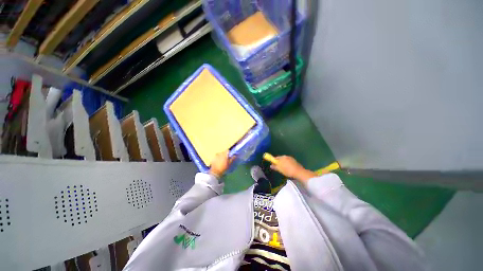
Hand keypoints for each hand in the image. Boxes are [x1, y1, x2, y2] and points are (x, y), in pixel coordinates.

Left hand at [209, 150, 234, 177]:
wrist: (215, 173)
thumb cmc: (223, 168)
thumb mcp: (229, 164)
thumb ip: (232, 159)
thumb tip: (235, 155)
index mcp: (224, 154)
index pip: (227, 151)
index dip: (229, 153)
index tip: (229, 156)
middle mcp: (219, 154)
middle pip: (223, 152)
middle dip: (224, 155)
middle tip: (226, 160)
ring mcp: (215, 156)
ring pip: (219, 155)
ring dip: (221, 157)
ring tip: (221, 162)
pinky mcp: (212, 159)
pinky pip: (216, 158)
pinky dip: (217, 159)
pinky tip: (218, 163)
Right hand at [270, 156, 316, 183]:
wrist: (299, 172)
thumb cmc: (288, 170)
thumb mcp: (280, 169)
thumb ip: (275, 167)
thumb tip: (271, 165)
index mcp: (282, 157)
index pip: (276, 158)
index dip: (273, 161)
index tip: (273, 164)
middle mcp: (286, 156)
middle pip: (280, 158)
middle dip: (278, 162)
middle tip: (278, 167)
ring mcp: (290, 158)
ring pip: (285, 160)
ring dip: (283, 163)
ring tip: (283, 169)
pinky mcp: (294, 161)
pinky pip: (288, 161)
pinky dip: (287, 164)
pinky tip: (288, 168)